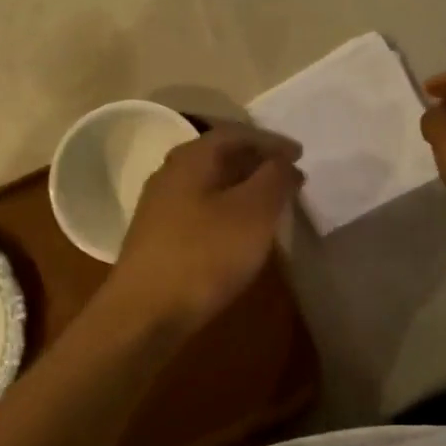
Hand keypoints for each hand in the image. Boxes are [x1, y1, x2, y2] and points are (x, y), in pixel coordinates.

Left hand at [109, 126, 303, 334]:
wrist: (145, 312)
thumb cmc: (205, 255)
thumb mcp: (253, 213)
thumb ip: (274, 179)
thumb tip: (284, 161)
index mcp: (191, 158)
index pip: (235, 133)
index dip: (271, 141)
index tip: (300, 154)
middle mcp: (170, 173)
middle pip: (219, 154)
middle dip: (256, 161)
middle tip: (287, 174)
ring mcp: (159, 206)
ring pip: (209, 183)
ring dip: (241, 186)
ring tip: (270, 201)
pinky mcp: (157, 236)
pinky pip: (200, 207)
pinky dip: (226, 208)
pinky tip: (239, 230)